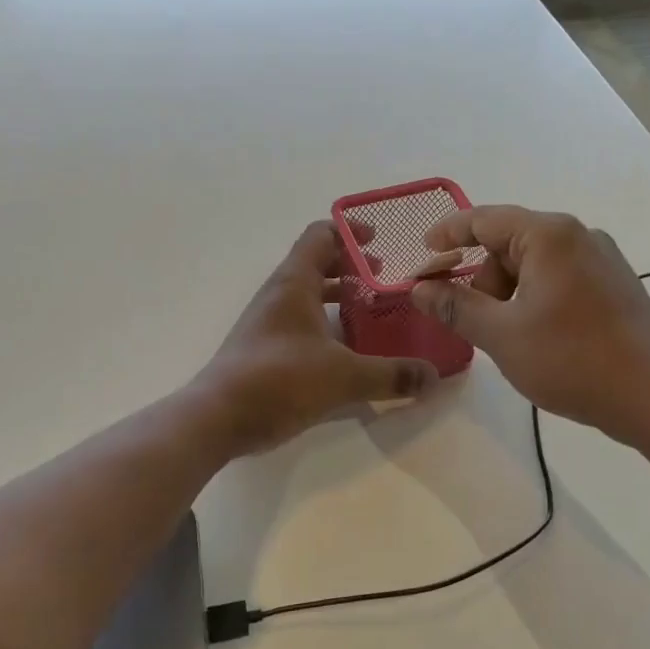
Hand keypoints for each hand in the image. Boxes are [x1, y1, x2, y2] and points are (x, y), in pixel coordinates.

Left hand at [193, 220, 438, 455]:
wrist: (216, 417)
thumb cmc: (278, 380)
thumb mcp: (343, 377)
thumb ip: (391, 374)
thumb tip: (433, 377)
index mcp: (294, 282)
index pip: (320, 235)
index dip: (350, 231)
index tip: (380, 240)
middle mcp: (278, 294)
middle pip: (316, 263)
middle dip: (351, 266)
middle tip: (385, 279)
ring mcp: (268, 321)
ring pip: (307, 294)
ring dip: (337, 296)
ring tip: (372, 311)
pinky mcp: (264, 348)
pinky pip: (300, 322)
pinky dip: (325, 323)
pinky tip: (347, 349)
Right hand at [410, 206, 649, 443]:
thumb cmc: (572, 360)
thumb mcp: (501, 335)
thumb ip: (455, 306)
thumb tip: (419, 288)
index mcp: (549, 235)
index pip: (484, 219)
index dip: (448, 233)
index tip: (423, 251)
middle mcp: (579, 235)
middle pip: (509, 243)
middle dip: (482, 278)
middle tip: (470, 319)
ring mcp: (602, 258)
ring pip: (535, 263)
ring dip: (508, 292)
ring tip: (508, 337)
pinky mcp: (615, 283)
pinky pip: (560, 277)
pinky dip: (535, 297)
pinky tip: (537, 335)